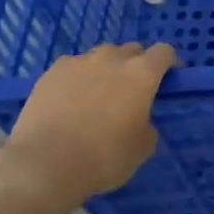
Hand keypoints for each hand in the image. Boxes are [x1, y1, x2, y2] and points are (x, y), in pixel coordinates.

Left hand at [0, 42, 177, 205]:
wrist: (44, 164)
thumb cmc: (104, 157)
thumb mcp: (142, 148)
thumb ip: (147, 124)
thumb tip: (139, 119)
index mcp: (142, 74)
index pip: (164, 52)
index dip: (169, 63)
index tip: (168, 79)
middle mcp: (112, 59)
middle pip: (131, 50)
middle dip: (136, 65)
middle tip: (132, 91)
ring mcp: (78, 62)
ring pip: (100, 56)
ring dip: (106, 69)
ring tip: (98, 94)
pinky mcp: (50, 73)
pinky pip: (72, 67)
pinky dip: (77, 78)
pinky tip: (70, 100)